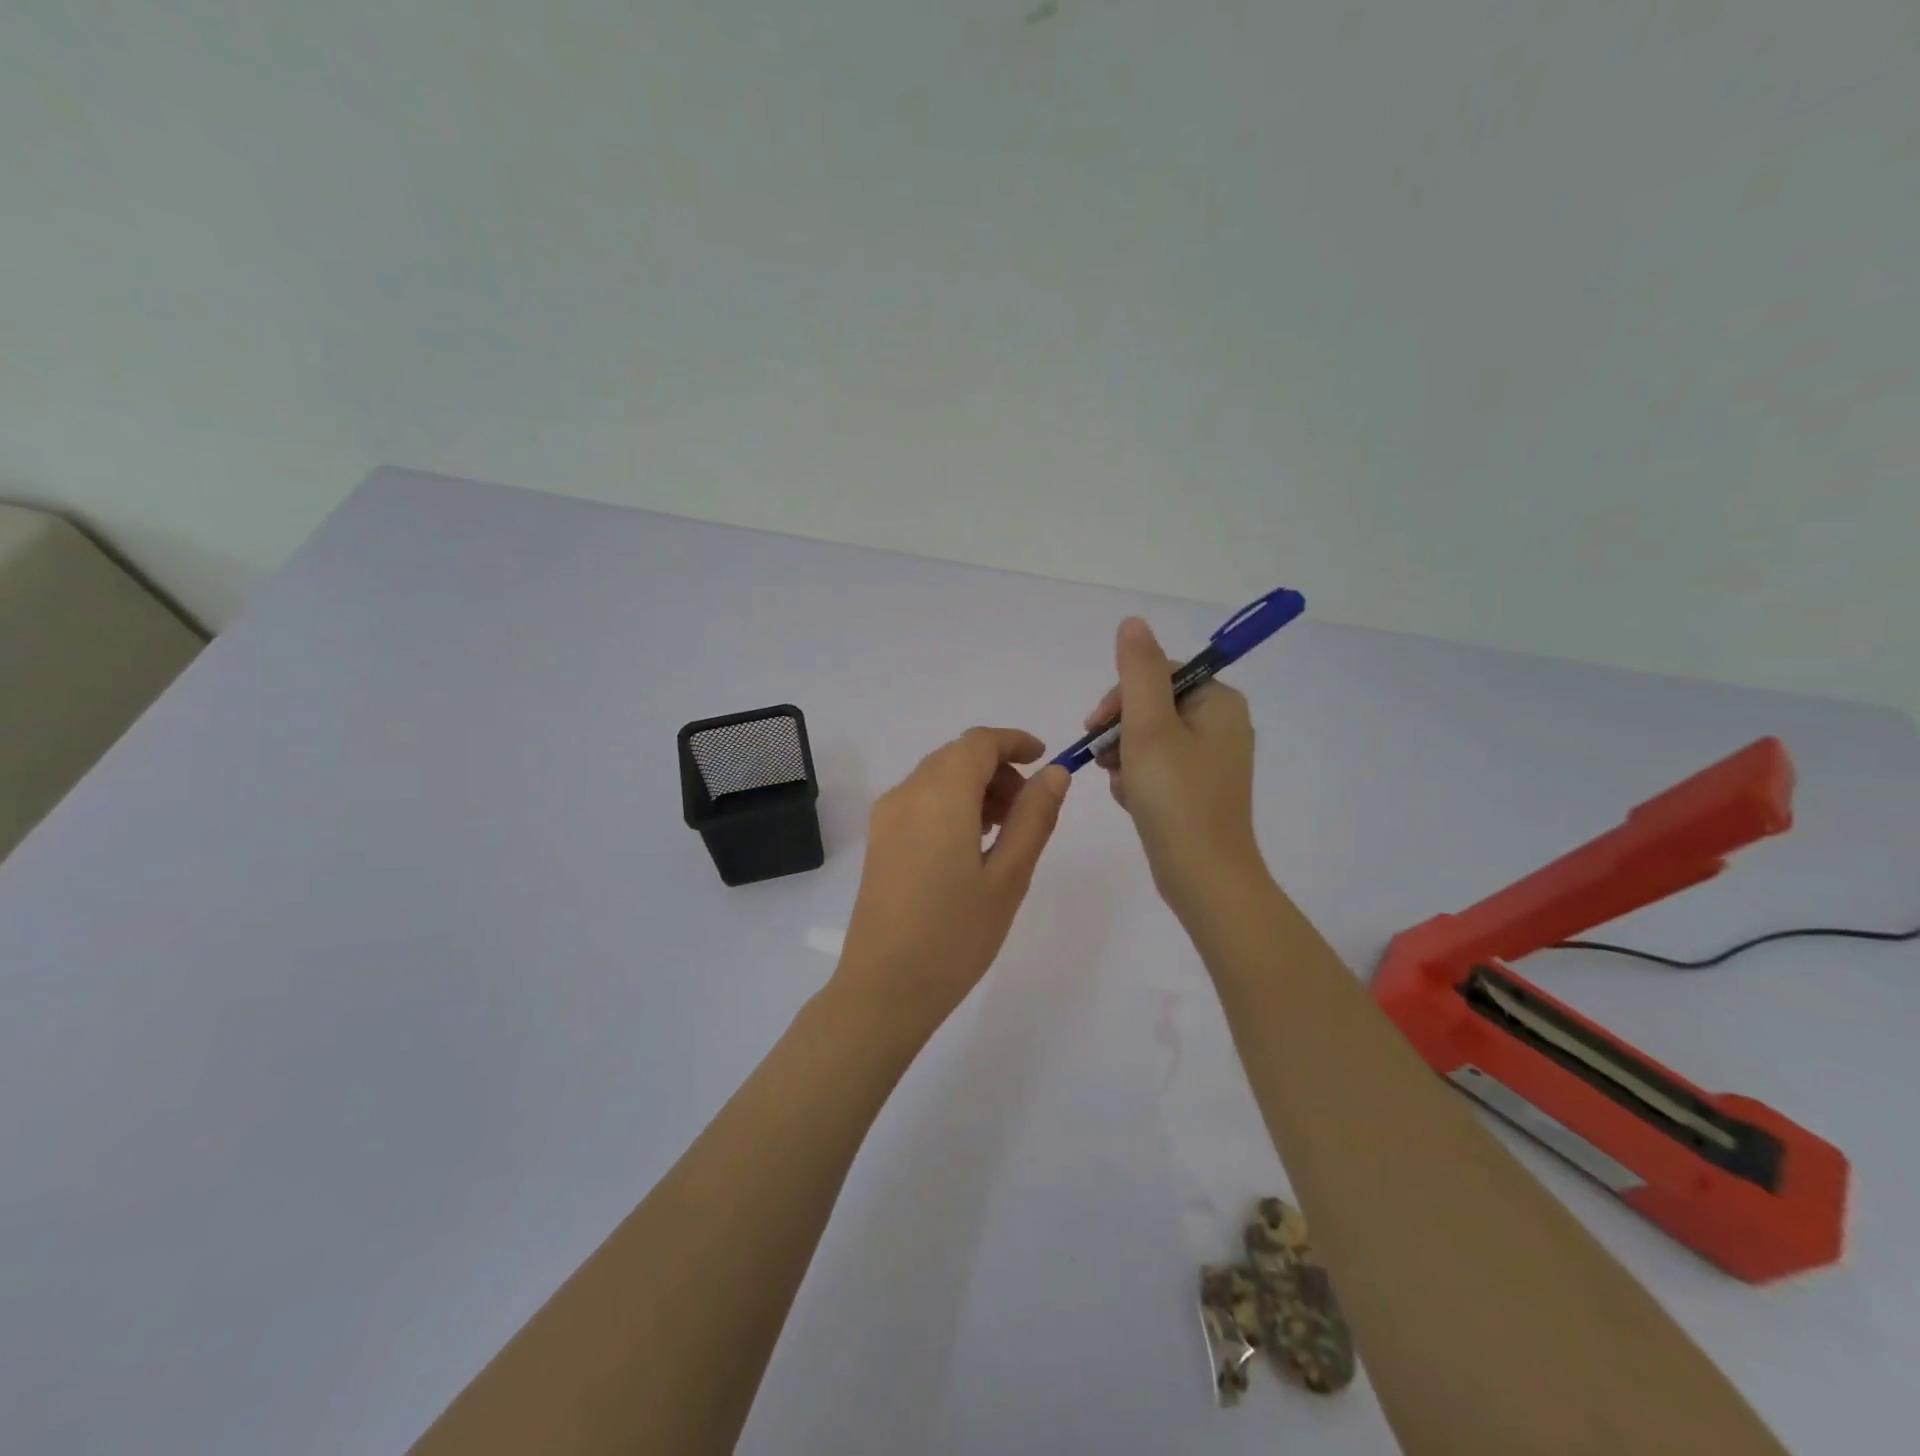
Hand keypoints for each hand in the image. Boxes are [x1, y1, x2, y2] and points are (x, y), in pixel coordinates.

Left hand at [833, 727, 1070, 1033]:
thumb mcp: (1009, 877)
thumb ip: (1034, 818)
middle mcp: (907, 793)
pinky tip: (970, 844)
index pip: (978, 743)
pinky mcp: (878, 840)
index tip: (1044, 759)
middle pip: (957, 756)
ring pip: (937, 777)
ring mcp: (887, 817)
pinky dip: (950, 804)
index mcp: (940, 795)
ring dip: (974, 786)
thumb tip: (1054, 773)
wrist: (884, 988)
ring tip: (1004, 831)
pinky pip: (919, 800)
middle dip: (997, 768)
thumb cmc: (956, 935)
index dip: (1014, 742)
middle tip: (1029, 809)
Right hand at [1085, 617, 1267, 921]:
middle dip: (1121, 732)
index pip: (1159, 674)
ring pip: (1149, 739)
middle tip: (1105, 760)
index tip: (1097, 726)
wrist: (1203, 876)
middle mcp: (1221, 725)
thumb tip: (1133, 623)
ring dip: (1125, 758)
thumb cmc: (1175, 797)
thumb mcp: (1149, 727)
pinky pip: (1157, 767)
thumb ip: (1138, 671)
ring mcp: (1211, 760)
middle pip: (1152, 706)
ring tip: (1123, 787)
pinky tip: (1132, 801)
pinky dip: (1138, 779)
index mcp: (1218, 702)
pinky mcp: (1198, 789)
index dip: (1121, 696)